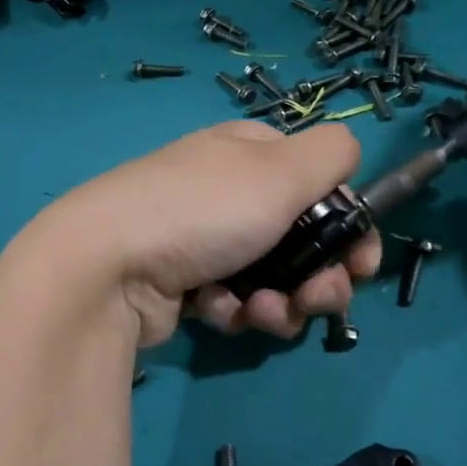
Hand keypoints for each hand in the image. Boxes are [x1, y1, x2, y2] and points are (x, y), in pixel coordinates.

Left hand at [21, 121, 382, 346]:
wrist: (106, 267)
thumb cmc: (203, 210)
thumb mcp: (279, 169)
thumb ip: (332, 153)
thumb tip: (348, 155)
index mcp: (250, 152)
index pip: (319, 183)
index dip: (347, 224)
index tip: (360, 263)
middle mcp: (228, 190)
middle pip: (302, 237)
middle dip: (319, 275)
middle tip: (318, 298)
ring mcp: (203, 238)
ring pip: (273, 278)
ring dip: (281, 302)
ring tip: (260, 312)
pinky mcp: (183, 284)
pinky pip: (234, 301)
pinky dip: (237, 311)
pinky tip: (221, 313)